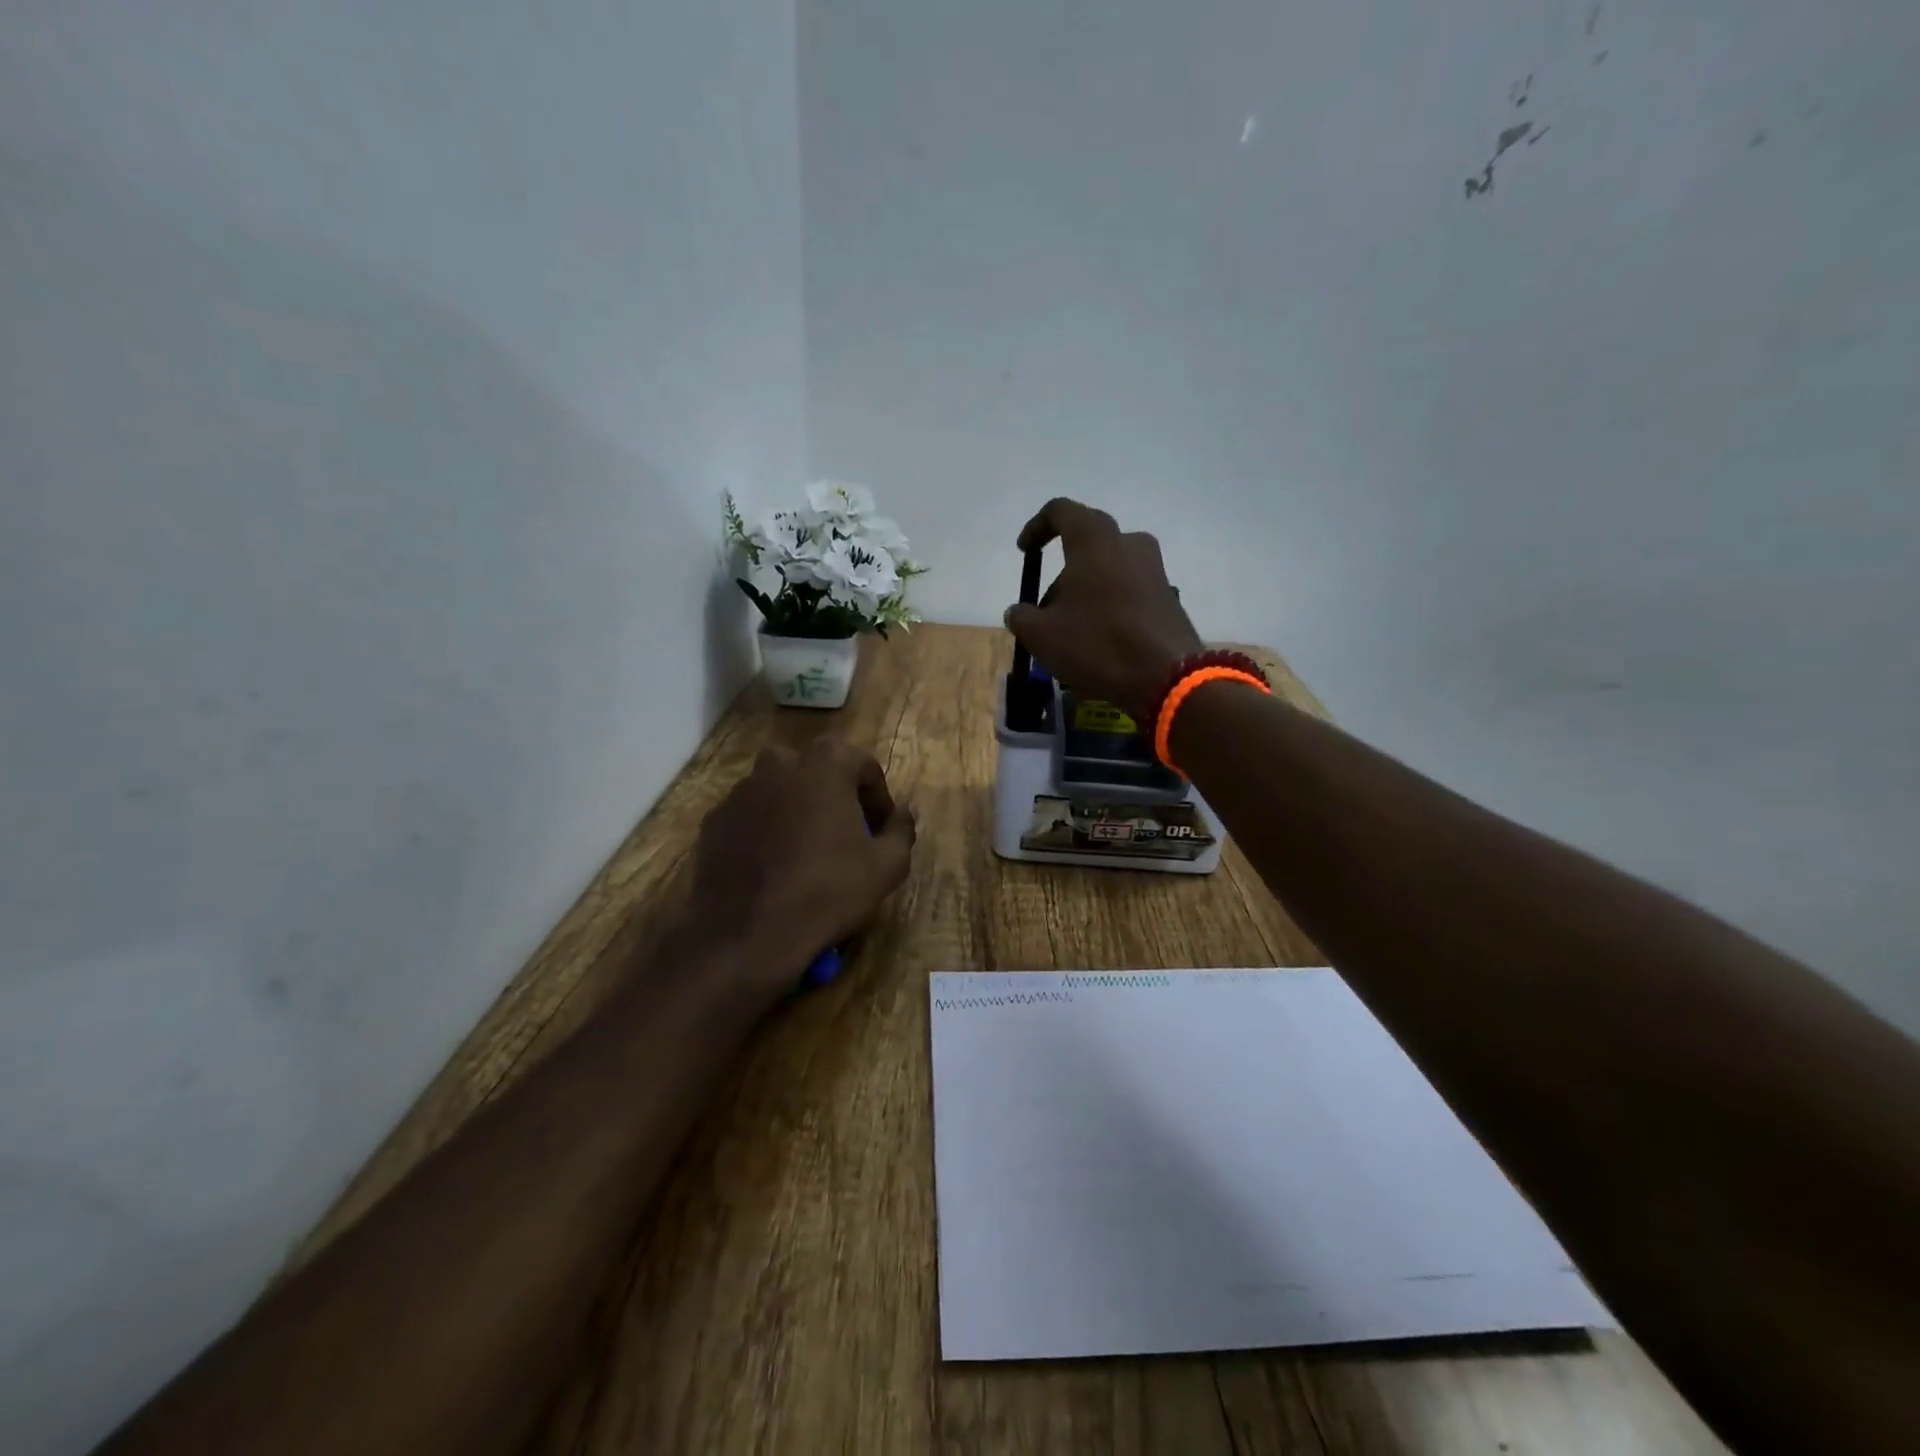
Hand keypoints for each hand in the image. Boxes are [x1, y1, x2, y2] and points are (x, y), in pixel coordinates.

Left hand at [688, 738, 915, 1004]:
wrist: (747, 934)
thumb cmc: (827, 891)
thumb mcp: (887, 866)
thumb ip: (901, 829)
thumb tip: (903, 813)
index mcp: (825, 762)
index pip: (865, 767)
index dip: (878, 800)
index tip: (880, 832)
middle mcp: (779, 762)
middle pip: (819, 773)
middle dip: (836, 799)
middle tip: (846, 838)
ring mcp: (740, 789)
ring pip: (782, 792)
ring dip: (799, 812)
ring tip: (808, 855)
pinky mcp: (714, 819)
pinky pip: (752, 816)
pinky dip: (766, 831)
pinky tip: (774, 868)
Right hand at [1004, 498, 1204, 721]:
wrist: (1167, 677)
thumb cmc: (1097, 644)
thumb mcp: (1042, 636)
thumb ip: (1021, 617)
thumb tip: (1017, 612)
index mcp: (1094, 540)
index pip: (1060, 511)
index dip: (1038, 527)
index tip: (1026, 551)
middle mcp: (1128, 543)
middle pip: (1087, 545)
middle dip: (1062, 574)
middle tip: (1046, 609)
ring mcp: (1154, 570)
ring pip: (1110, 570)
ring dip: (1087, 593)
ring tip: (1072, 632)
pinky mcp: (1168, 597)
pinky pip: (1129, 592)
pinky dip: (1110, 607)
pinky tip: (1100, 642)